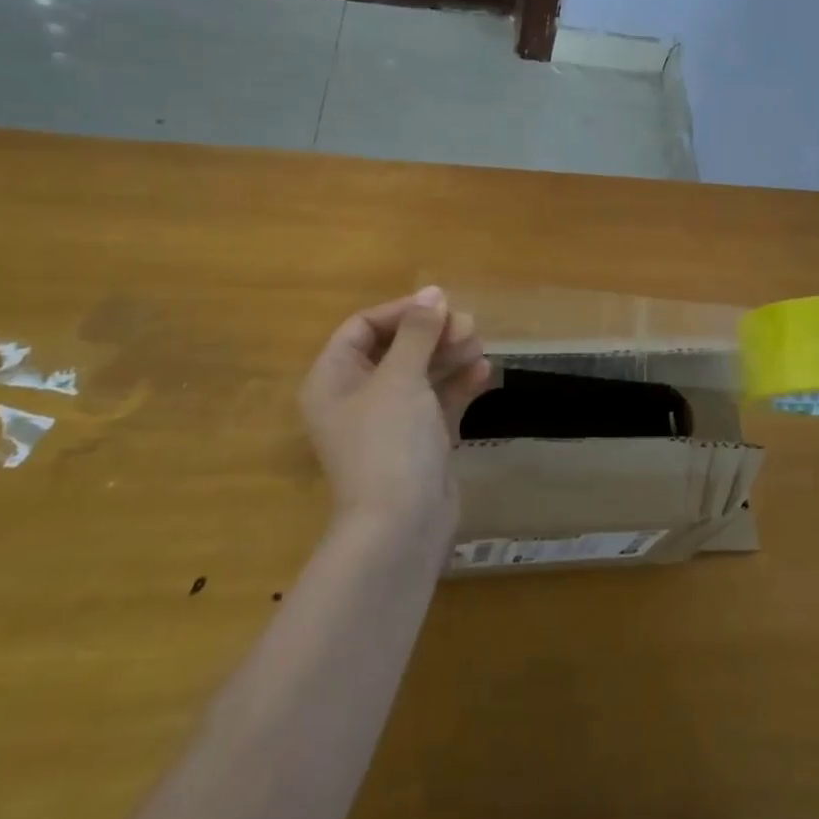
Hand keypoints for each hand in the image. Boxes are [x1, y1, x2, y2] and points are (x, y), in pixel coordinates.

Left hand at [299, 287, 490, 531]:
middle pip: (395, 348)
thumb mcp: (401, 377)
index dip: (401, 312)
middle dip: (432, 334)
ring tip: (479, 346)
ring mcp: (389, 422)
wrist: (402, 526)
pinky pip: (437, 401)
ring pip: (420, 373)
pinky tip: (484, 373)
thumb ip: (418, 332)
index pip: (362, 327)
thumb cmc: (389, 442)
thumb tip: (432, 292)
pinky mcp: (418, 441)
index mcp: (334, 380)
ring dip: (449, 356)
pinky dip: (458, 385)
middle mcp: (357, 397)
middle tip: (469, 326)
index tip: (440, 305)